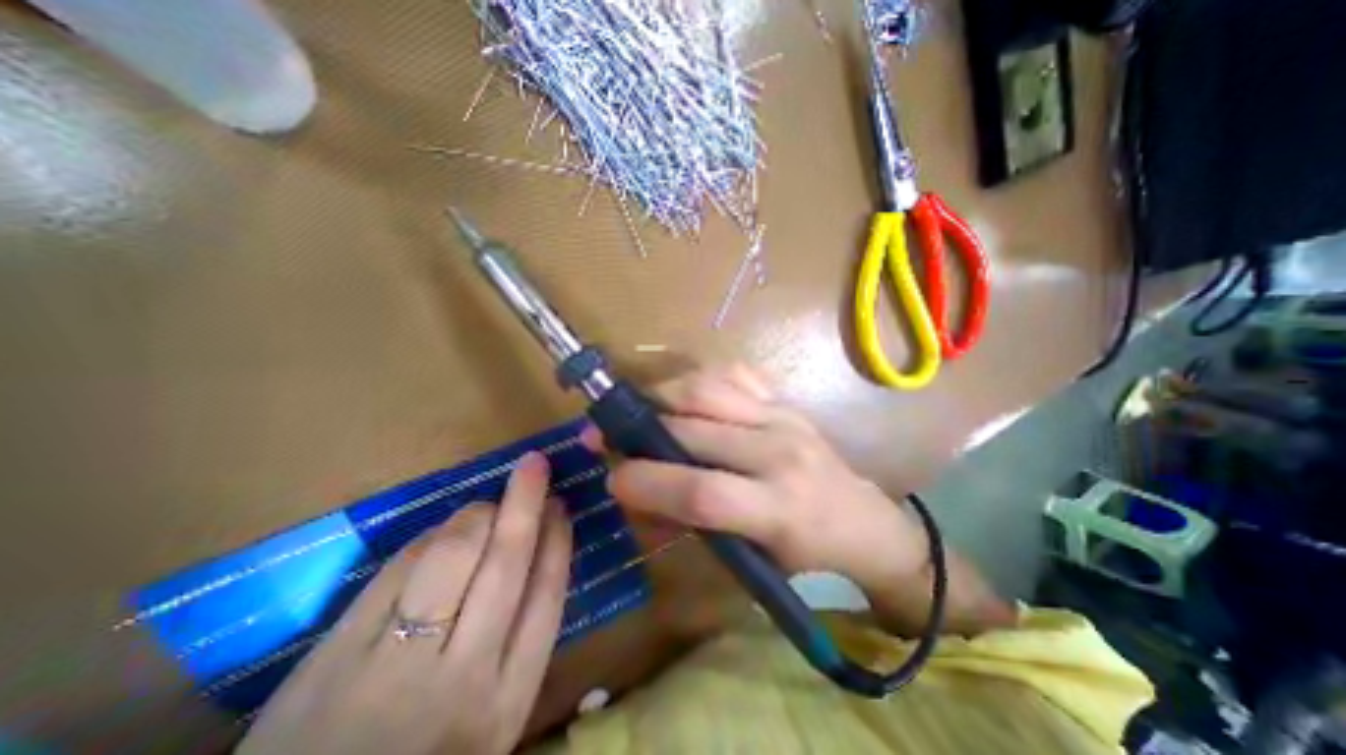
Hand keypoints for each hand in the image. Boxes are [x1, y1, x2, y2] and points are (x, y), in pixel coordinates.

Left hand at [236, 452, 571, 754]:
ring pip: (452, 557)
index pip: (547, 594)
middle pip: (505, 564)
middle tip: (535, 464)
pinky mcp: (335, 656)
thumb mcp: (493, 716)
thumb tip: (538, 552)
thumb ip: (519, 643)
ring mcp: (396, 665)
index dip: (557, 539)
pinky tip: (440, 533)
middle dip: (525, 503)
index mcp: (509, 697)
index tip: (561, 505)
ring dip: (476, 515)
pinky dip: (427, 539)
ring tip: (488, 504)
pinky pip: (398, 570)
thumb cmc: (429, 751)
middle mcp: (463, 676)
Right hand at [584, 366, 933, 595]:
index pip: (701, 491)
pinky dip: (698, 379)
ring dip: (662, 396)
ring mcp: (784, 416)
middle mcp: (780, 452)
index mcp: (779, 510)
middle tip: (605, 435)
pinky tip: (684, 397)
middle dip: (638, 431)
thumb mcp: (750, 563)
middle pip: (694, 427)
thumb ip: (690, 526)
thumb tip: (638, 496)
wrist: (866, 525)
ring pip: (707, 388)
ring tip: (639, 410)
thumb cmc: (809, 561)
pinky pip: (732, 373)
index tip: (612, 480)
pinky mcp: (785, 401)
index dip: (647, 483)